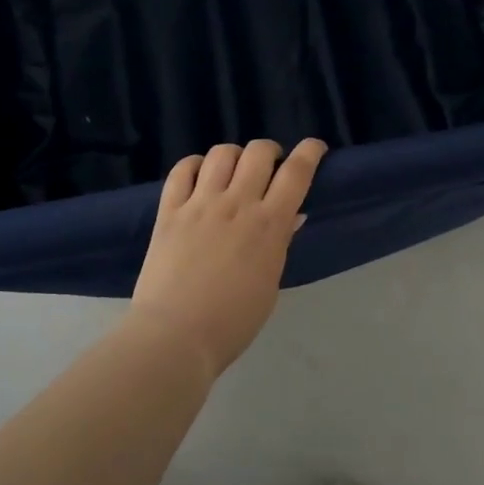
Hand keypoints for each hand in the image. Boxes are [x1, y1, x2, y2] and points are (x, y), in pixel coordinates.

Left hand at [129, 138, 327, 376]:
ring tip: (233, 171)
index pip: (297, 173)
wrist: (175, 337)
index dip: (309, 152)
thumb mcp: (268, 285)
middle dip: (271, 151)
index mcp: (268, 225)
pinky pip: (182, 170)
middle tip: (270, 167)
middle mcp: (236, 204)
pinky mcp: (169, 210)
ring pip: (221, 154)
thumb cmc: (232, 322)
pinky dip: (195, 164)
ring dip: (234, 155)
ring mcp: (200, 204)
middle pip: (259, 152)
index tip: (314, 147)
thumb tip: (292, 216)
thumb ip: (279, 244)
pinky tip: (199, 175)